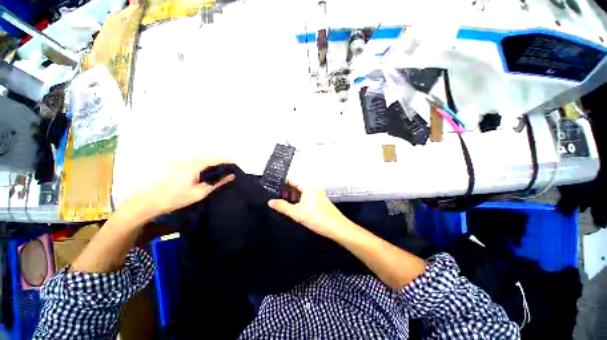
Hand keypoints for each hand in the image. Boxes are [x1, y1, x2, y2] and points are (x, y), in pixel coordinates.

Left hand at [126, 158, 234, 220]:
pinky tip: (202, 176)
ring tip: (216, 174)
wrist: (148, 202)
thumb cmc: (176, 198)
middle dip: (220, 163)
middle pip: (210, 158)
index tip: (237, 165)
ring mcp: (181, 161)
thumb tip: (231, 176)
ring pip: (202, 160)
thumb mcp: (200, 192)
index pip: (217, 159)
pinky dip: (202, 167)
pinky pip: (194, 163)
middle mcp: (189, 159)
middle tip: (227, 172)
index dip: (229, 161)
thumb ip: (217, 183)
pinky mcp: (175, 165)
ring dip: (210, 165)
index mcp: (196, 164)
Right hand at [268, 182, 350, 239]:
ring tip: (285, 203)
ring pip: (301, 191)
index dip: (282, 182)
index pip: (292, 179)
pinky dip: (299, 199)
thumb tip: (271, 201)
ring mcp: (317, 193)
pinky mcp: (320, 200)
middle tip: (277, 197)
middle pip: (296, 185)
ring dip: (293, 195)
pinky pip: (307, 196)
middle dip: (286, 190)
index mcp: (308, 186)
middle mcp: (313, 187)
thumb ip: (282, 206)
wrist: (336, 227)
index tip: (273, 186)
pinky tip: (295, 207)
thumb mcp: (296, 213)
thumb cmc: (317, 218)